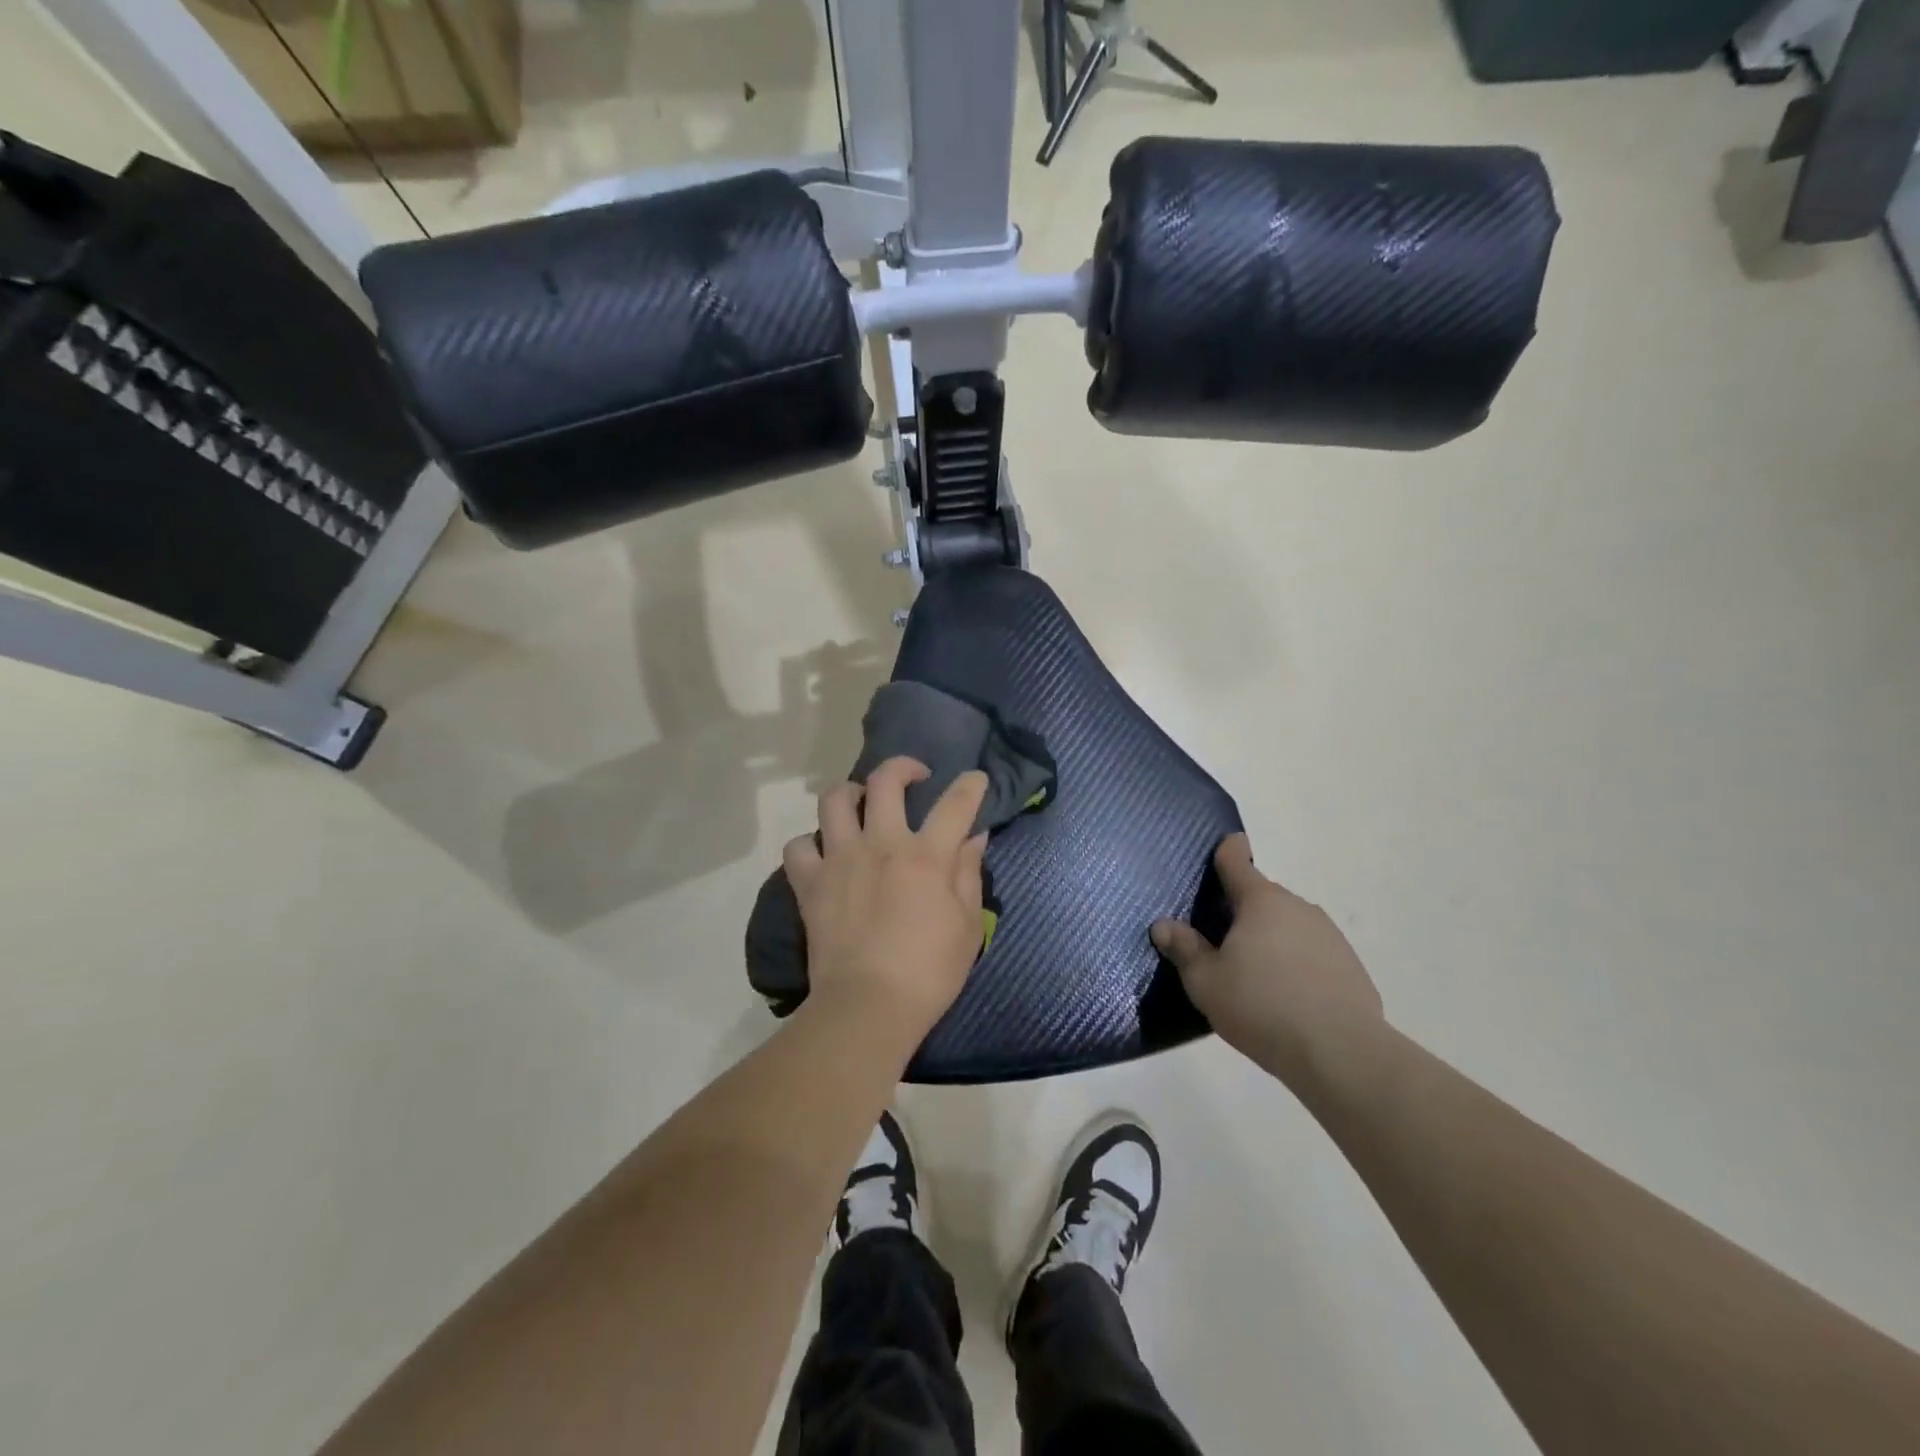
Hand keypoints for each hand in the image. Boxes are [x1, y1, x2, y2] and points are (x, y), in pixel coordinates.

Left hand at [784, 757, 989, 1047]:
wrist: (868, 1007)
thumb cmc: (929, 972)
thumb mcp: (968, 926)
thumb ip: (969, 874)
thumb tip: (973, 837)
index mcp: (926, 856)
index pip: (955, 804)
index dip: (970, 785)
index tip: (975, 779)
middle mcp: (881, 844)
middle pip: (886, 782)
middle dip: (903, 767)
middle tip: (913, 777)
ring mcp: (840, 860)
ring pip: (834, 800)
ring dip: (850, 793)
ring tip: (861, 804)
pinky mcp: (810, 884)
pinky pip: (798, 847)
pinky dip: (809, 845)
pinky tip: (823, 854)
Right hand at [1151, 835, 1382, 1081]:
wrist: (1341, 1054)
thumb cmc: (1262, 1007)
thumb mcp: (1206, 982)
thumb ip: (1184, 949)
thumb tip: (1163, 926)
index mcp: (1260, 901)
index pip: (1237, 861)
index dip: (1227, 851)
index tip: (1223, 848)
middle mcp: (1298, 907)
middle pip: (1262, 897)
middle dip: (1242, 911)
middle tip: (1221, 942)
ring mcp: (1329, 935)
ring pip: (1289, 925)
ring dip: (1272, 938)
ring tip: (1255, 976)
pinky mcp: (1351, 966)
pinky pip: (1312, 953)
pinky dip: (1297, 964)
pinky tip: (1288, 998)